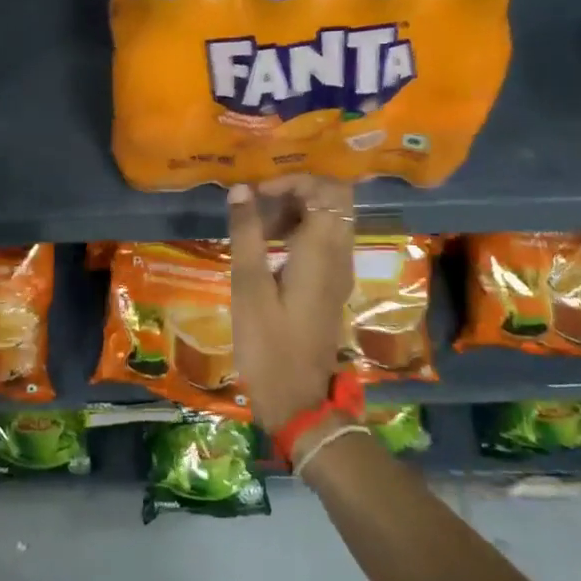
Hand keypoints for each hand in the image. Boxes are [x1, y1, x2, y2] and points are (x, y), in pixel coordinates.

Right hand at [226, 175, 355, 432]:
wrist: (298, 401)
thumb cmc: (268, 344)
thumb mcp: (248, 286)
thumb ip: (246, 233)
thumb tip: (240, 189)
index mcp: (322, 250)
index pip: (326, 188)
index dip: (291, 180)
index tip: (256, 194)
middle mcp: (340, 254)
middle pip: (335, 198)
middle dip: (296, 191)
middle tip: (259, 206)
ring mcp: (340, 271)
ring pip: (330, 218)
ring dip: (296, 211)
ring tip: (257, 229)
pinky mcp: (332, 285)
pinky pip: (325, 240)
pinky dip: (300, 231)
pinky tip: (268, 249)